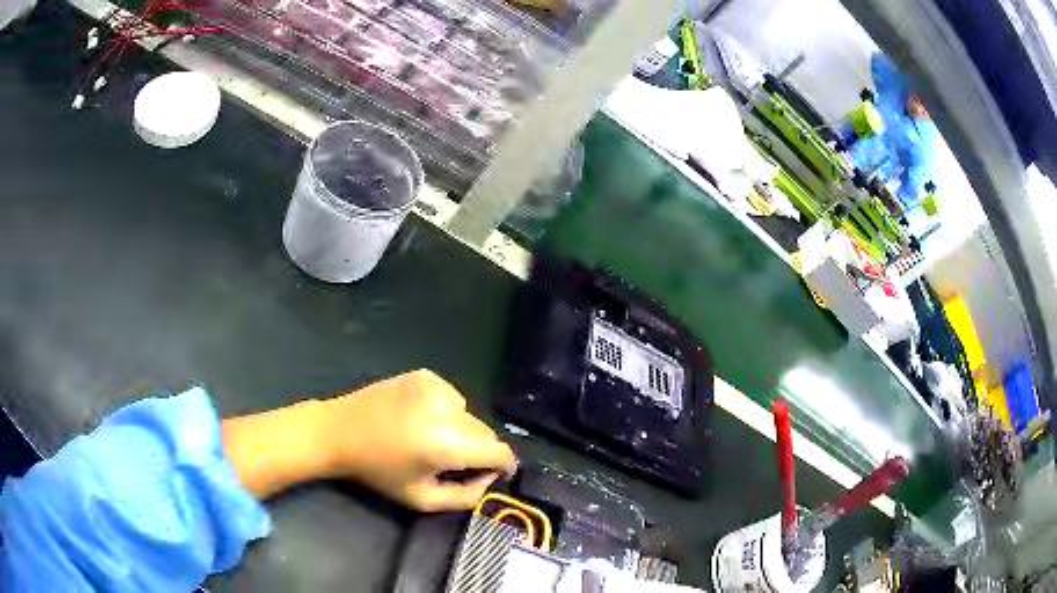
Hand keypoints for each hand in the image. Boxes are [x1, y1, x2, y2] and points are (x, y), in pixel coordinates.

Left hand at [322, 370, 517, 510]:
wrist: (339, 432)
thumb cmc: (379, 472)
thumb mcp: (422, 499)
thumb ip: (465, 498)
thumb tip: (488, 479)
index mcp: (447, 444)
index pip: (499, 451)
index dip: (503, 466)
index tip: (495, 475)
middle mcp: (448, 409)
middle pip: (486, 432)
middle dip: (479, 450)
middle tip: (454, 463)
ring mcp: (436, 387)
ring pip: (470, 415)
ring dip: (461, 430)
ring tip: (432, 440)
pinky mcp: (425, 376)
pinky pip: (452, 398)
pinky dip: (446, 411)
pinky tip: (420, 419)